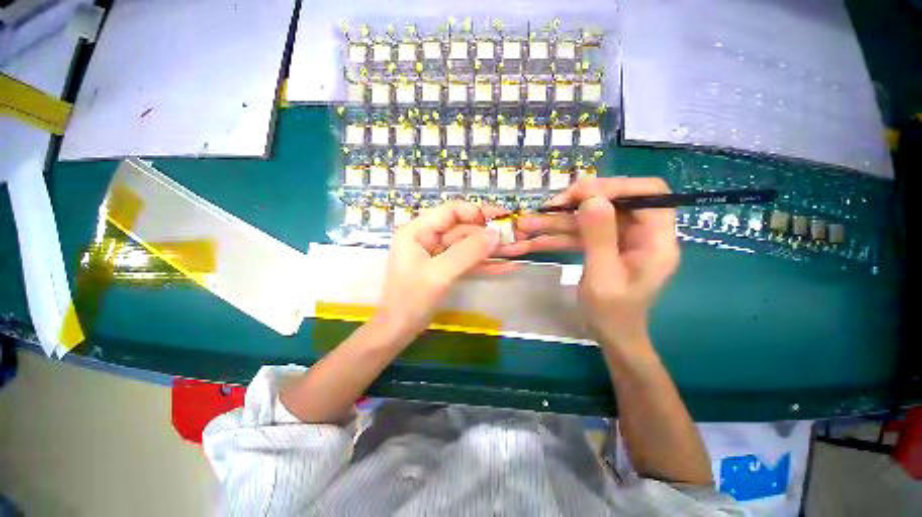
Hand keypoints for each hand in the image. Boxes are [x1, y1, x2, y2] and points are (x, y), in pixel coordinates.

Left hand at [374, 202, 513, 341]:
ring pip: (469, 245)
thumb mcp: (439, 274)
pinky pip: (468, 261)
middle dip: (490, 233)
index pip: (451, 211)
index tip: (502, 217)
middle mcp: (428, 237)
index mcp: (418, 231)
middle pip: (464, 229)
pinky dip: (486, 264)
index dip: (477, 212)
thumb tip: (496, 233)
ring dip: (492, 249)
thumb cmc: (411, 300)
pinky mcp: (446, 269)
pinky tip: (507, 266)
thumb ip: (467, 252)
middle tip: (517, 236)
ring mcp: (438, 254)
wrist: (398, 331)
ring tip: (519, 249)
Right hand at [508, 178, 679, 350]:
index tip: (581, 194)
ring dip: (558, 221)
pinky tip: (533, 239)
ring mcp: (620, 239)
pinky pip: (581, 234)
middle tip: (548, 208)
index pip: (649, 192)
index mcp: (656, 238)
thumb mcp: (603, 276)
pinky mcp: (603, 246)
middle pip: (612, 201)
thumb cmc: (612, 313)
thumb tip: (592, 197)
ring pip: (589, 218)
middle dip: (577, 203)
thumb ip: (599, 237)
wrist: (611, 336)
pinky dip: (558, 235)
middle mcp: (641, 232)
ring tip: (526, 225)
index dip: (615, 186)